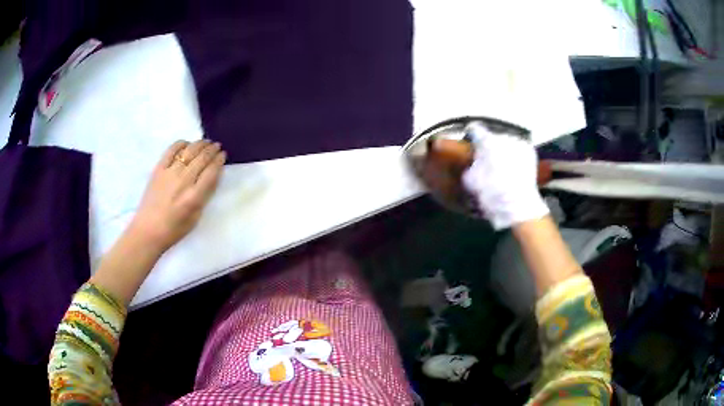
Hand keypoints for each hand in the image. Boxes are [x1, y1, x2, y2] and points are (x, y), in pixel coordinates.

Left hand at [128, 140, 226, 253]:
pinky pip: (171, 150)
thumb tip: (212, 177)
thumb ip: (205, 196)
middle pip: (202, 158)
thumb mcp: (195, 218)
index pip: (212, 171)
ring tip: (206, 142)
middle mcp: (183, 181)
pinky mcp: (158, 169)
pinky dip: (181, 144)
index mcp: (194, 197)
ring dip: (200, 144)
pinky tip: (186, 144)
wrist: (148, 230)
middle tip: (217, 146)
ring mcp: (170, 173)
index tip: (223, 155)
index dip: (219, 160)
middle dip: (212, 150)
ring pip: (189, 151)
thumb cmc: (174, 230)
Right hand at [460, 122, 547, 229]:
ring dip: (503, 150)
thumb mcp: (471, 180)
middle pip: (493, 137)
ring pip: (507, 142)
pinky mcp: (529, 151)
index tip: (471, 139)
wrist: (517, 204)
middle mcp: (503, 137)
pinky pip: (519, 149)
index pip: (475, 129)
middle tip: (488, 160)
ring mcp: (518, 143)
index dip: (472, 135)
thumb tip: (472, 161)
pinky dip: (516, 155)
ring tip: (503, 166)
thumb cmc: (492, 193)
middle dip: (490, 146)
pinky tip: (514, 168)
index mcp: (486, 141)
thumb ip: (470, 165)